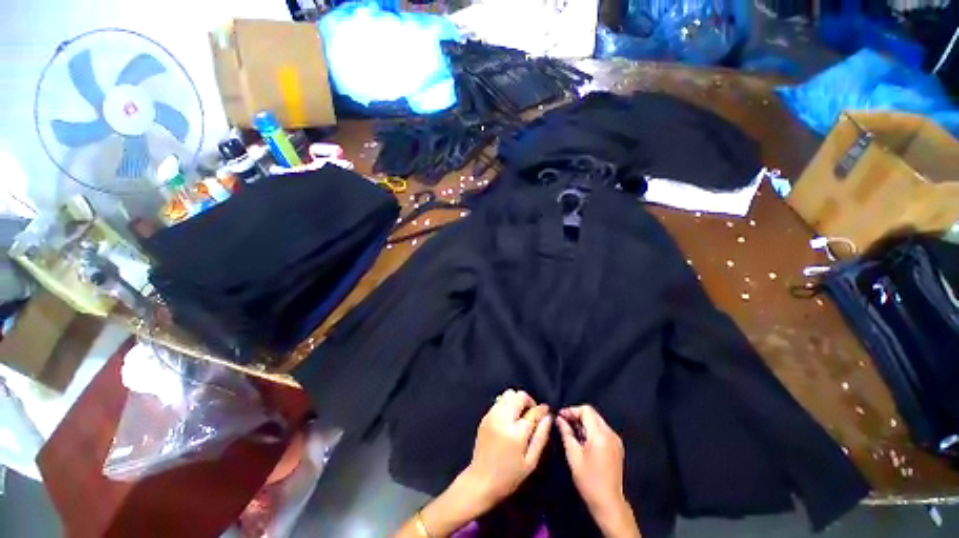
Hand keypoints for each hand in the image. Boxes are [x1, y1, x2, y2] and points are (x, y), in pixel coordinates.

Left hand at [460, 389, 551, 510]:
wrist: (481, 481)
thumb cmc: (509, 476)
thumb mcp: (531, 462)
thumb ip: (541, 437)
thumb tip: (548, 417)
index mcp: (516, 433)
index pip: (532, 411)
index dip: (541, 410)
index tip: (546, 412)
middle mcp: (502, 419)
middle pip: (518, 395)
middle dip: (528, 401)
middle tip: (531, 415)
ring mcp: (492, 416)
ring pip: (507, 394)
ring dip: (517, 401)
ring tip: (520, 416)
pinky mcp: (485, 417)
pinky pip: (499, 401)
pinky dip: (507, 405)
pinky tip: (509, 420)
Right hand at [557, 406, 639, 537]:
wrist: (609, 502)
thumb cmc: (588, 480)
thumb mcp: (573, 455)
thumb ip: (566, 433)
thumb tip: (559, 419)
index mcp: (600, 434)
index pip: (586, 410)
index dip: (571, 410)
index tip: (560, 417)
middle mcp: (610, 433)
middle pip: (592, 414)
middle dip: (577, 415)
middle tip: (564, 423)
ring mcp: (616, 440)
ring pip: (597, 421)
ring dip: (584, 423)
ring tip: (571, 432)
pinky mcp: (617, 447)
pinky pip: (602, 430)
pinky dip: (591, 430)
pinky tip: (582, 440)